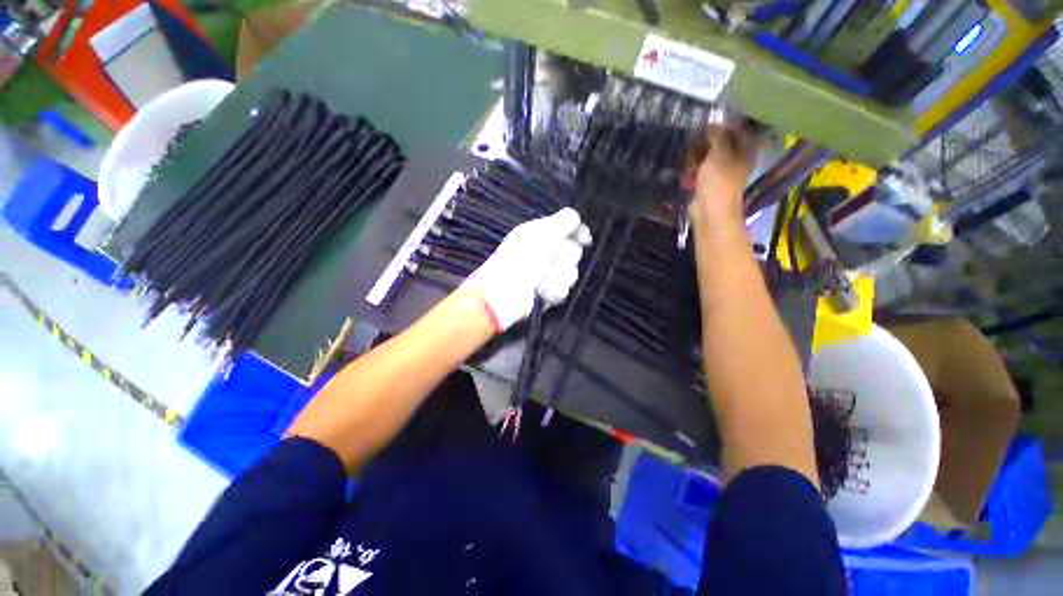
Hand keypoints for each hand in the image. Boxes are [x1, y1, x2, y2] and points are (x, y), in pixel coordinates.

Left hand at [466, 208, 591, 331]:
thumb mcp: (540, 235)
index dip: (577, 233)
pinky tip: (543, 292)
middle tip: (552, 262)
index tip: (585, 240)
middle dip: (565, 259)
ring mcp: (545, 273)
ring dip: (558, 277)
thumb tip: (576, 216)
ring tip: (543, 281)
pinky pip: (563, 289)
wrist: (505, 295)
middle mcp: (543, 251)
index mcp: (539, 233)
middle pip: (573, 252)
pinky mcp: (546, 291)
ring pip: (570, 272)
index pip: (566, 228)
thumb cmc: (520, 260)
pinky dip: (553, 291)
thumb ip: (561, 222)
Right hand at [685, 125, 757, 228]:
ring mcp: (722, 173)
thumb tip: (714, 122)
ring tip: (689, 164)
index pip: (737, 129)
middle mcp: (736, 159)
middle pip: (720, 143)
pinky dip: (692, 173)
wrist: (710, 212)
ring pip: (707, 158)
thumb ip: (717, 136)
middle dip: (705, 144)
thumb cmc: (718, 182)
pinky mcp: (709, 184)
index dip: (723, 125)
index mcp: (745, 150)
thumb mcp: (718, 154)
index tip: (706, 125)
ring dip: (695, 160)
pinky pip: (700, 172)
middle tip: (694, 146)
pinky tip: (687, 177)